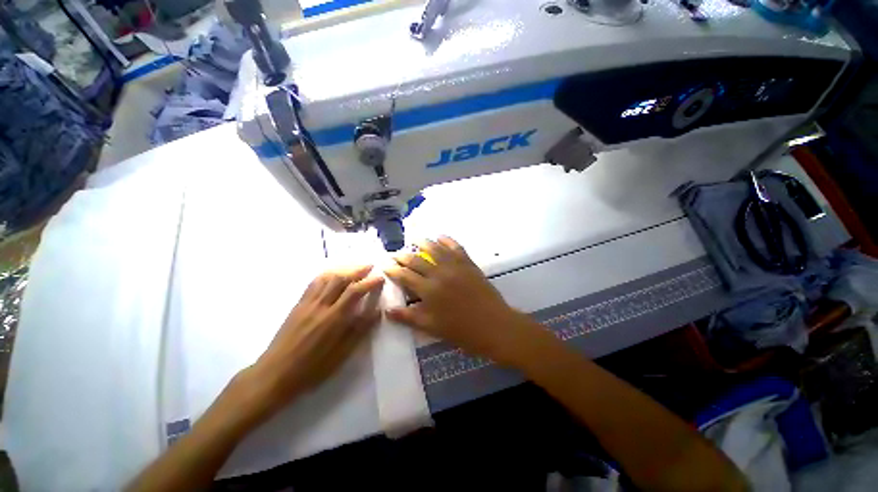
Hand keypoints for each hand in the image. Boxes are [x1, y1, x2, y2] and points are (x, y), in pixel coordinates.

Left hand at [246, 266, 383, 416]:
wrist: (275, 373)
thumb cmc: (313, 368)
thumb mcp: (342, 353)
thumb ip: (360, 330)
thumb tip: (376, 311)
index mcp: (334, 318)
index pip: (355, 291)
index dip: (370, 282)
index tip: (380, 278)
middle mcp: (321, 305)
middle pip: (341, 280)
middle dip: (358, 271)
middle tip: (370, 266)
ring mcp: (307, 303)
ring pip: (327, 278)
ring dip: (343, 270)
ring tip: (354, 268)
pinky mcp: (298, 305)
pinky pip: (313, 284)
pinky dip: (326, 275)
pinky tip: (332, 275)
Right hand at [384, 236, 549, 366]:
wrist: (494, 325)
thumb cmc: (461, 331)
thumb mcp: (432, 327)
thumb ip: (408, 317)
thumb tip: (387, 310)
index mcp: (428, 290)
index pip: (405, 275)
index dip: (393, 269)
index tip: (385, 264)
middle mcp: (439, 274)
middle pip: (416, 260)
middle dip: (403, 255)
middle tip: (395, 252)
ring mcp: (455, 266)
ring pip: (435, 248)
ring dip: (423, 242)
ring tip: (415, 239)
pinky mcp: (468, 263)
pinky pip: (456, 247)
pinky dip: (447, 240)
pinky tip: (440, 236)